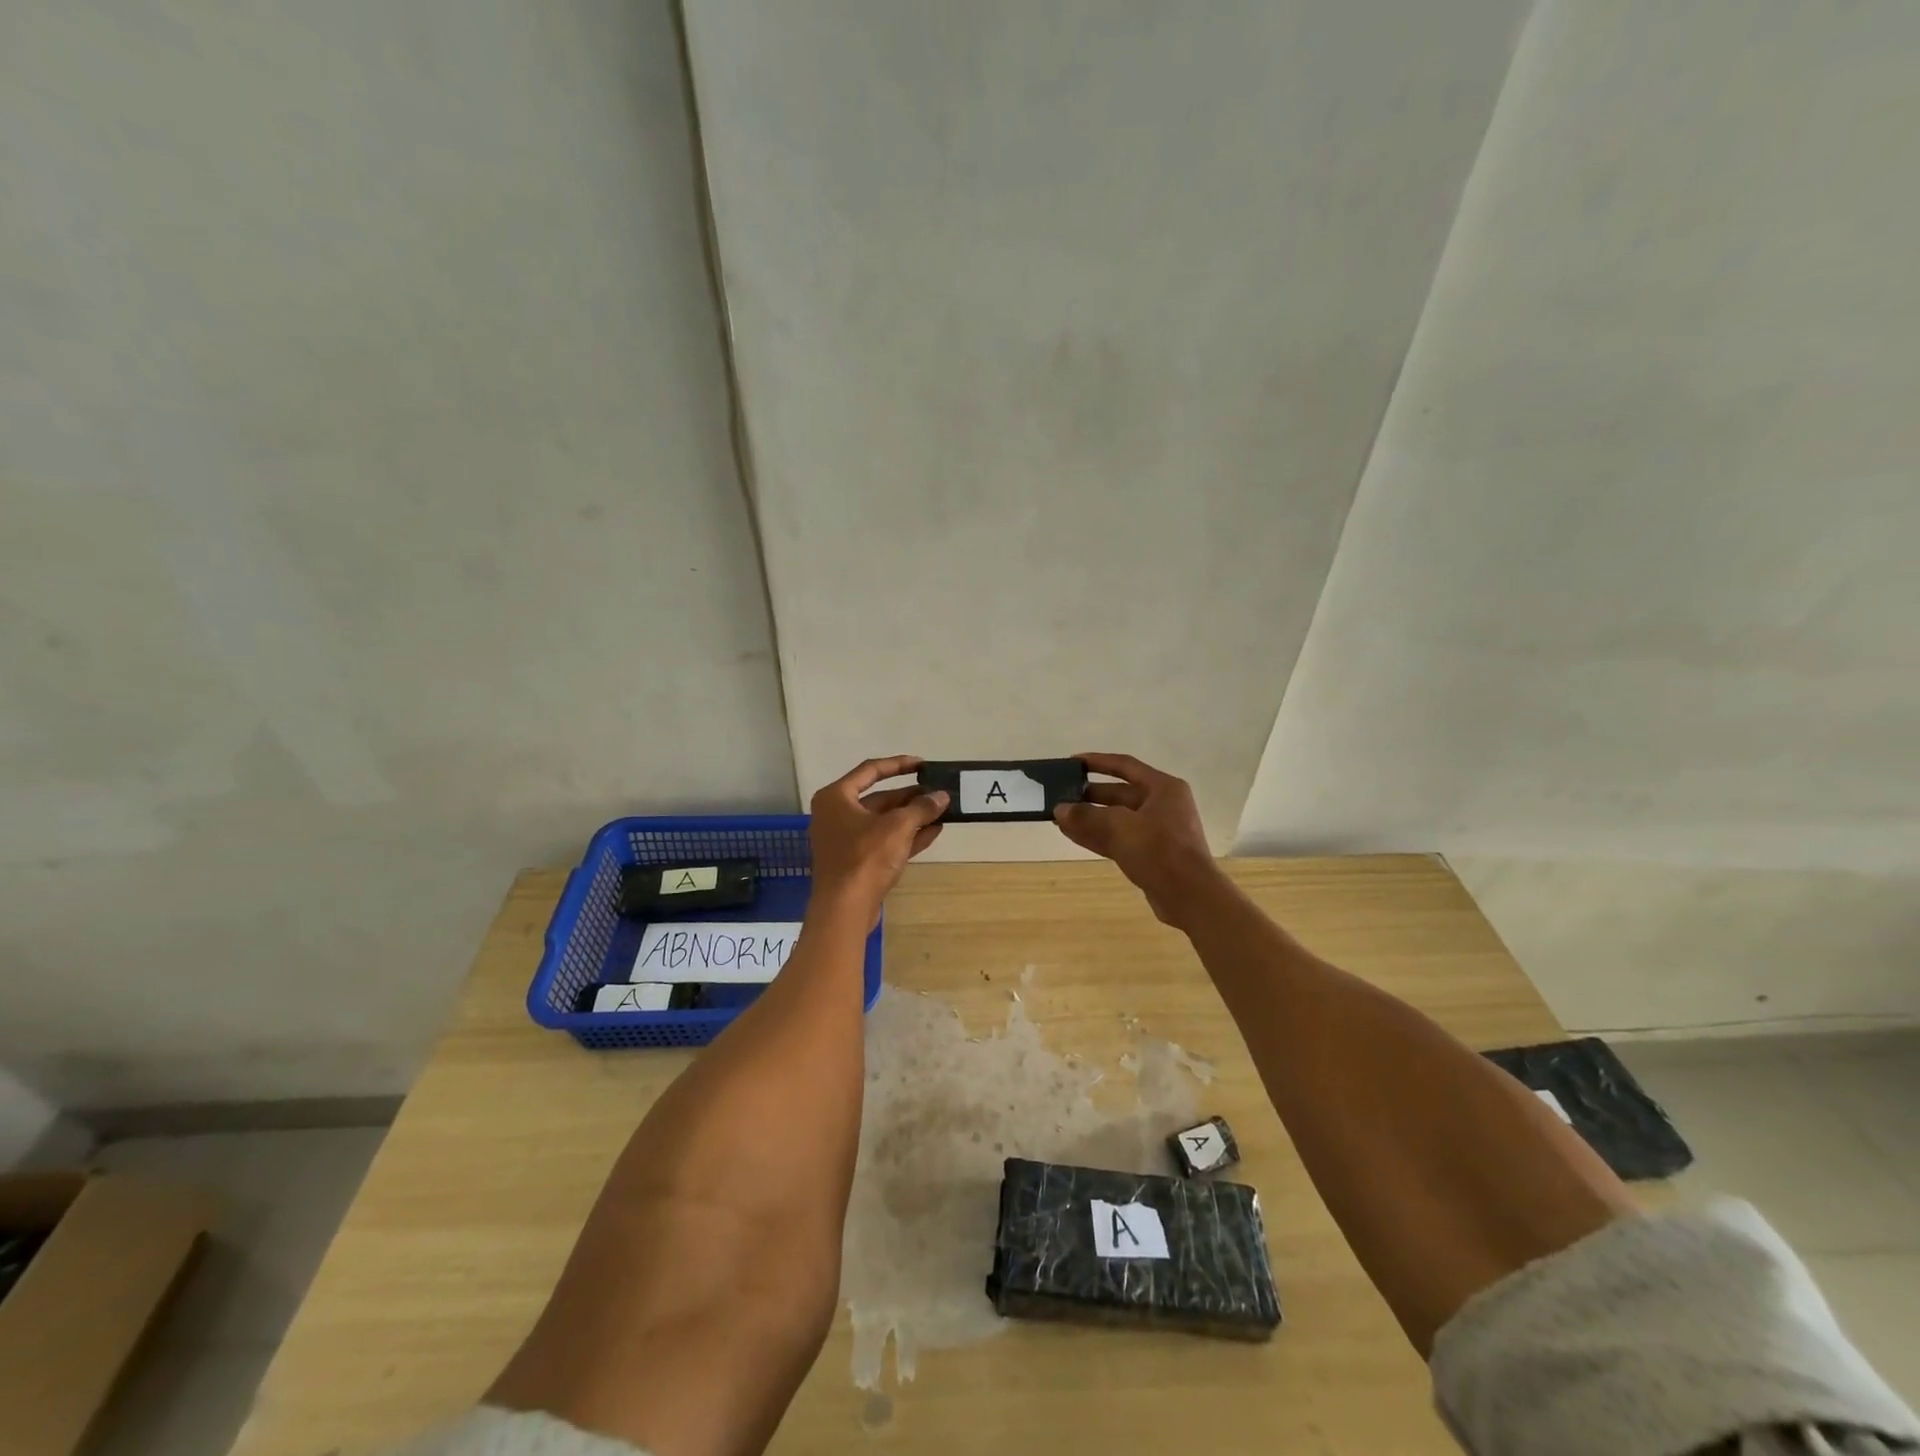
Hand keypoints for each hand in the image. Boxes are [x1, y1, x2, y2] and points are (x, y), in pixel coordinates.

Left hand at [807, 756, 947, 925]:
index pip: (870, 770)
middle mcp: (836, 814)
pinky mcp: (856, 862)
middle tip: (938, 793)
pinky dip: (907, 836)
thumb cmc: (865, 857)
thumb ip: (921, 808)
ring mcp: (845, 840)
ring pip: (883, 821)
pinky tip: (934, 832)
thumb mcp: (898, 827)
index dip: (898, 765)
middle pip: (878, 798)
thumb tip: (942, 796)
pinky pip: (884, 841)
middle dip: (910, 797)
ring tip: (941, 811)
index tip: (923, 765)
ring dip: (912, 817)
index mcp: (836, 797)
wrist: (845, 908)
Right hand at [1054, 752, 1224, 926]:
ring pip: (1116, 819)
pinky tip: (1072, 835)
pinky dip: (1097, 836)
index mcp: (1163, 788)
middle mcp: (1162, 805)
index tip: (1072, 762)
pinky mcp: (1150, 855)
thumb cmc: (1159, 850)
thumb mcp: (1119, 827)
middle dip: (1089, 795)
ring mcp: (1157, 831)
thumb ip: (1087, 815)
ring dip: (1089, 818)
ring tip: (1059, 817)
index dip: (1098, 761)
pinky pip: (1118, 839)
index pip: (1125, 766)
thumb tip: (1060, 809)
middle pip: (1120, 794)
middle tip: (1060, 795)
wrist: (1190, 896)